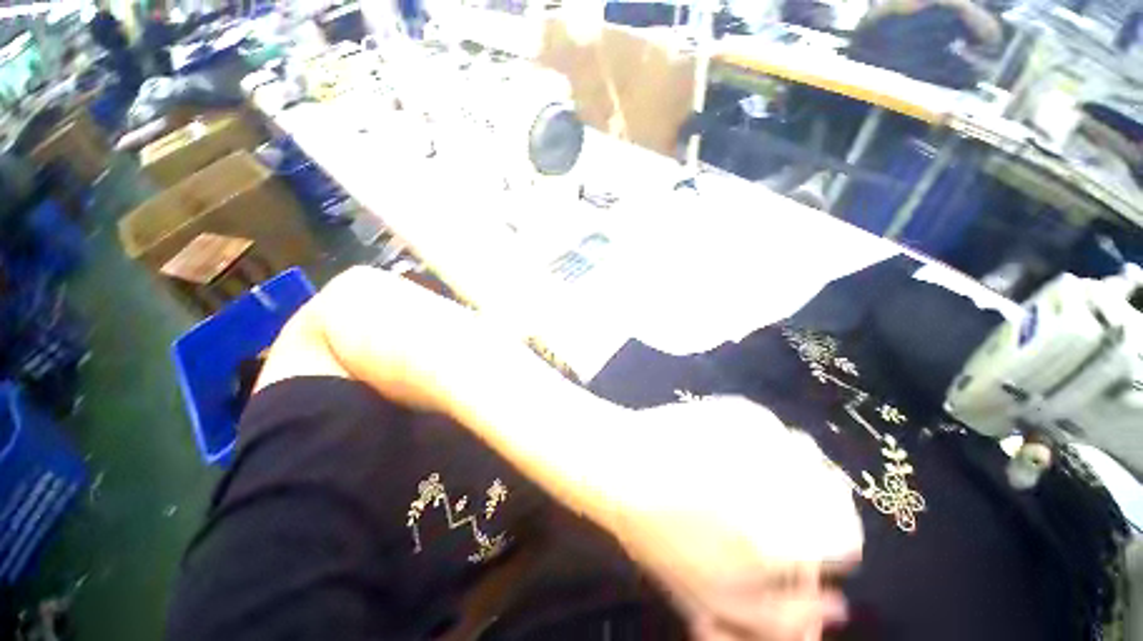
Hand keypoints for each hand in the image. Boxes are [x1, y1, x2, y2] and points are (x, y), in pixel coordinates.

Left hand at [600, 398, 862, 640]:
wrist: (620, 463)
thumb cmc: (658, 532)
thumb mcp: (713, 596)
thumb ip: (779, 617)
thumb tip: (834, 609)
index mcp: (782, 536)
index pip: (846, 539)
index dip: (829, 543)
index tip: (802, 539)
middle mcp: (784, 482)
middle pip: (832, 490)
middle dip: (812, 503)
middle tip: (773, 503)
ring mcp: (764, 436)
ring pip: (806, 455)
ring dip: (790, 467)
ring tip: (747, 472)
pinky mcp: (744, 408)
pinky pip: (775, 429)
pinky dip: (764, 441)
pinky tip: (729, 446)